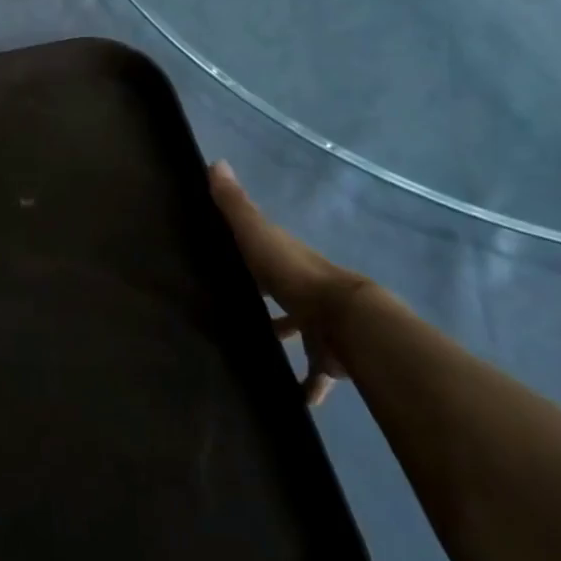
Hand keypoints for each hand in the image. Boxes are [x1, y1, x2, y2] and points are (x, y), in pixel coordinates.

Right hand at [209, 161, 354, 407]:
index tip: (225, 257)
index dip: (247, 252)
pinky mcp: (327, 358)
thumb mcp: (257, 234)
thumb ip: (235, 205)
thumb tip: (214, 160)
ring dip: (281, 340)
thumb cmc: (295, 275)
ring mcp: (317, 325)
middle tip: (230, 309)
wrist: (346, 320)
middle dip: (264, 299)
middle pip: (280, 293)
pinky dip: (305, 386)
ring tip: (250, 353)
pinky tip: (291, 400)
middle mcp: (302, 289)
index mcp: (284, 260)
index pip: (263, 251)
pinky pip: (313, 374)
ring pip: (297, 332)